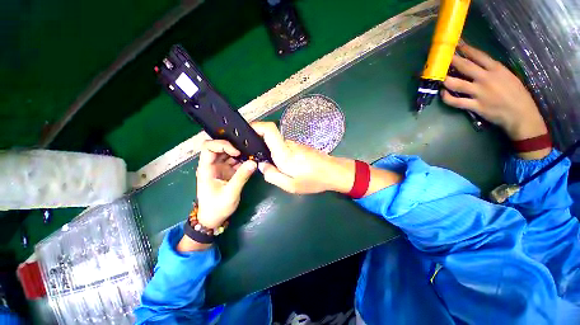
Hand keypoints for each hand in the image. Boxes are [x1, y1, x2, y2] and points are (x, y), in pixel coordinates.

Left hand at [195, 140, 256, 227]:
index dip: (222, 145)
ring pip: (229, 154)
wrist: (214, 219)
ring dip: (240, 153)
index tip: (237, 152)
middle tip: (248, 150)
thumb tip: (253, 162)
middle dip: (234, 147)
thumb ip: (241, 177)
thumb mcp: (230, 193)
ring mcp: (220, 168)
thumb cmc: (217, 207)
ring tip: (252, 155)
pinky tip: (251, 162)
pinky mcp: (227, 172)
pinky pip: (235, 162)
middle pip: (220, 148)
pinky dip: (243, 160)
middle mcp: (212, 165)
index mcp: (206, 168)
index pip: (209, 147)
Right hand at [250, 122, 352, 193]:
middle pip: (270, 137)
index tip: (247, 131)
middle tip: (257, 158)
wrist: (334, 172)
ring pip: (278, 144)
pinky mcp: (301, 147)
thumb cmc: (314, 180)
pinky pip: (285, 148)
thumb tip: (262, 166)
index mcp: (284, 153)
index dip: (257, 126)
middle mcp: (289, 145)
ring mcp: (296, 144)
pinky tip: (284, 165)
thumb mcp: (291, 185)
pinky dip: (280, 153)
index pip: (269, 130)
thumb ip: (273, 176)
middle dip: (260, 144)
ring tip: (272, 165)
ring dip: (271, 151)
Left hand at [441, 42, 547, 141]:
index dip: (465, 49)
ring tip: (438, 77)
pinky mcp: (474, 106)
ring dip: (445, 80)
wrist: (521, 114)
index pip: (478, 55)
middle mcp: (486, 79)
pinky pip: (455, 101)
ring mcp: (479, 93)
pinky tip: (442, 93)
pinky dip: (446, 98)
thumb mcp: (508, 76)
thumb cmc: (516, 94)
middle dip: (451, 61)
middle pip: (464, 66)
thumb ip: (492, 70)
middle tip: (441, 58)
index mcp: (497, 69)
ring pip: (456, 84)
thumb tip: (477, 65)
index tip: (455, 44)